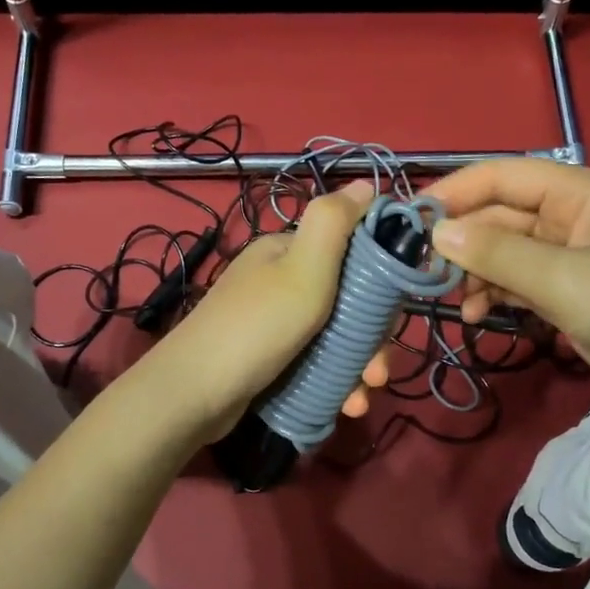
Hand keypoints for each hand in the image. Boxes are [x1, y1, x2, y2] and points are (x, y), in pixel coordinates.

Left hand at [141, 180, 390, 441]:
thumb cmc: (257, 327)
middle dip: (372, 337)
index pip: (351, 250)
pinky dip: (335, 382)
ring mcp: (274, 322)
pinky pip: (315, 363)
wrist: (193, 394)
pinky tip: (346, 405)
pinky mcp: (270, 358)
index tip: (396, 312)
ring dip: (358, 366)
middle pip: (348, 300)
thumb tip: (364, 183)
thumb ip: (333, 222)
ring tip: (363, 397)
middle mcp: (280, 281)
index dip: (380, 278)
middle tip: (378, 372)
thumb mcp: (302, 268)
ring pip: (335, 337)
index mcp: (288, 252)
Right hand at [429, 158, 589, 423]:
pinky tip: (475, 315)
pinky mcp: (563, 288)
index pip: (502, 176)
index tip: (408, 220)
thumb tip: (436, 232)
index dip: (454, 191)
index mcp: (579, 193)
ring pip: (501, 250)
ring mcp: (566, 254)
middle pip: (497, 215)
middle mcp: (569, 215)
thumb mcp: (564, 281)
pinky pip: (514, 279)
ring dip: (473, 272)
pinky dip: (492, 293)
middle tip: (419, 271)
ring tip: (451, 301)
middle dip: (460, 241)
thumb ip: (498, 255)